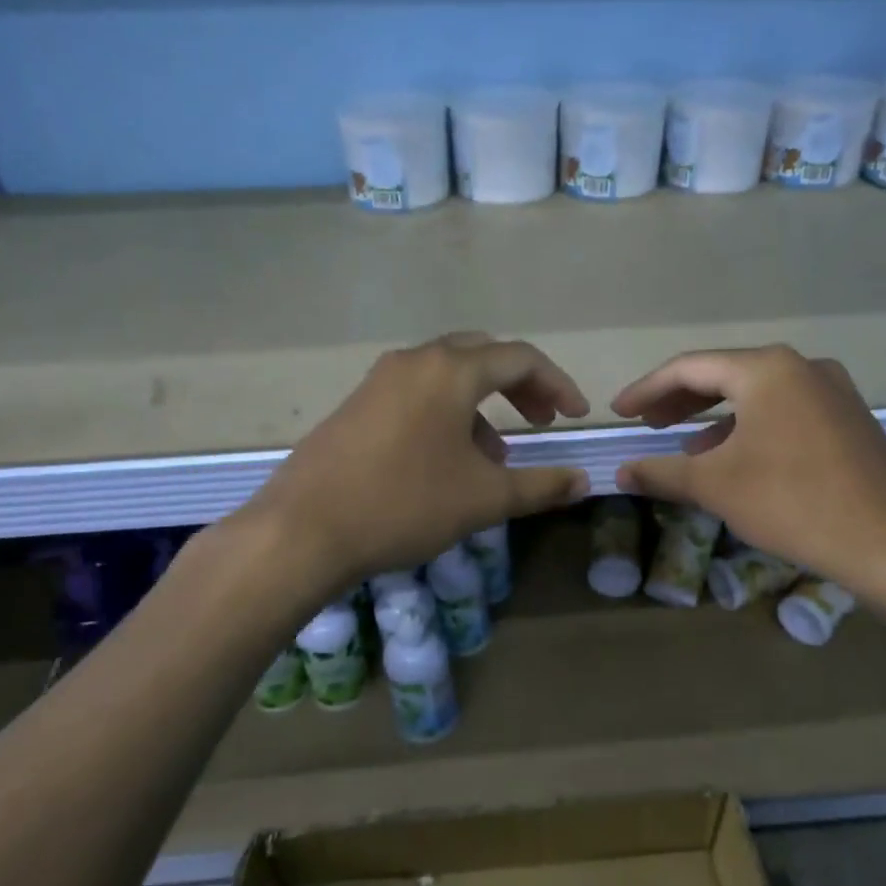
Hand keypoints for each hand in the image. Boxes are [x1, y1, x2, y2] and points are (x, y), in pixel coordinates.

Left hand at [244, 333, 590, 589]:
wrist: (303, 529)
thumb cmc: (404, 504)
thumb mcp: (483, 499)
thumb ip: (540, 486)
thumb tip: (582, 481)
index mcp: (450, 370)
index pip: (520, 358)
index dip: (557, 384)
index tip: (575, 417)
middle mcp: (414, 361)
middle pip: (482, 356)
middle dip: (520, 386)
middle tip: (541, 421)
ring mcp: (379, 381)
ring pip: (447, 376)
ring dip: (482, 404)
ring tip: (496, 455)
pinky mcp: (357, 405)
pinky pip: (416, 395)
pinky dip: (447, 414)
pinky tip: (447, 462)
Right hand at [611, 345, 885, 603]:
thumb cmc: (794, 503)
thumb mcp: (716, 486)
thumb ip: (662, 472)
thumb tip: (622, 473)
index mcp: (766, 370)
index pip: (689, 368)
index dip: (646, 389)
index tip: (618, 412)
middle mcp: (801, 367)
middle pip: (724, 375)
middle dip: (680, 400)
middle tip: (646, 423)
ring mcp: (833, 391)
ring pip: (757, 395)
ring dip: (715, 417)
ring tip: (685, 444)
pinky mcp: (850, 419)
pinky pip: (785, 412)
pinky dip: (751, 428)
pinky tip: (737, 458)